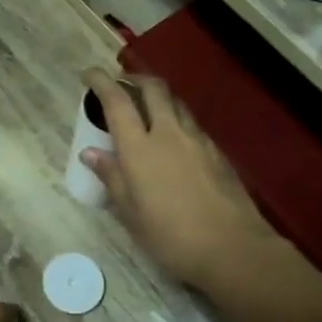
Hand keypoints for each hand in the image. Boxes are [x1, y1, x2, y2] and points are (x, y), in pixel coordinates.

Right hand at [79, 69, 275, 291]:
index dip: (101, 81)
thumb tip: (90, 153)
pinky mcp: (217, 152)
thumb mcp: (131, 213)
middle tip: (123, 85)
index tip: (89, 73)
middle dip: (135, 79)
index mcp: (139, 148)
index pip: (117, 101)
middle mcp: (168, 133)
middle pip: (153, 88)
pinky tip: (175, 140)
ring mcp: (197, 140)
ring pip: (176, 103)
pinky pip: (192, 124)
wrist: (233, 248)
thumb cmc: (171, 236)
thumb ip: (112, 177)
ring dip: (159, 97)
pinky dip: (178, 120)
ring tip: (149, 109)